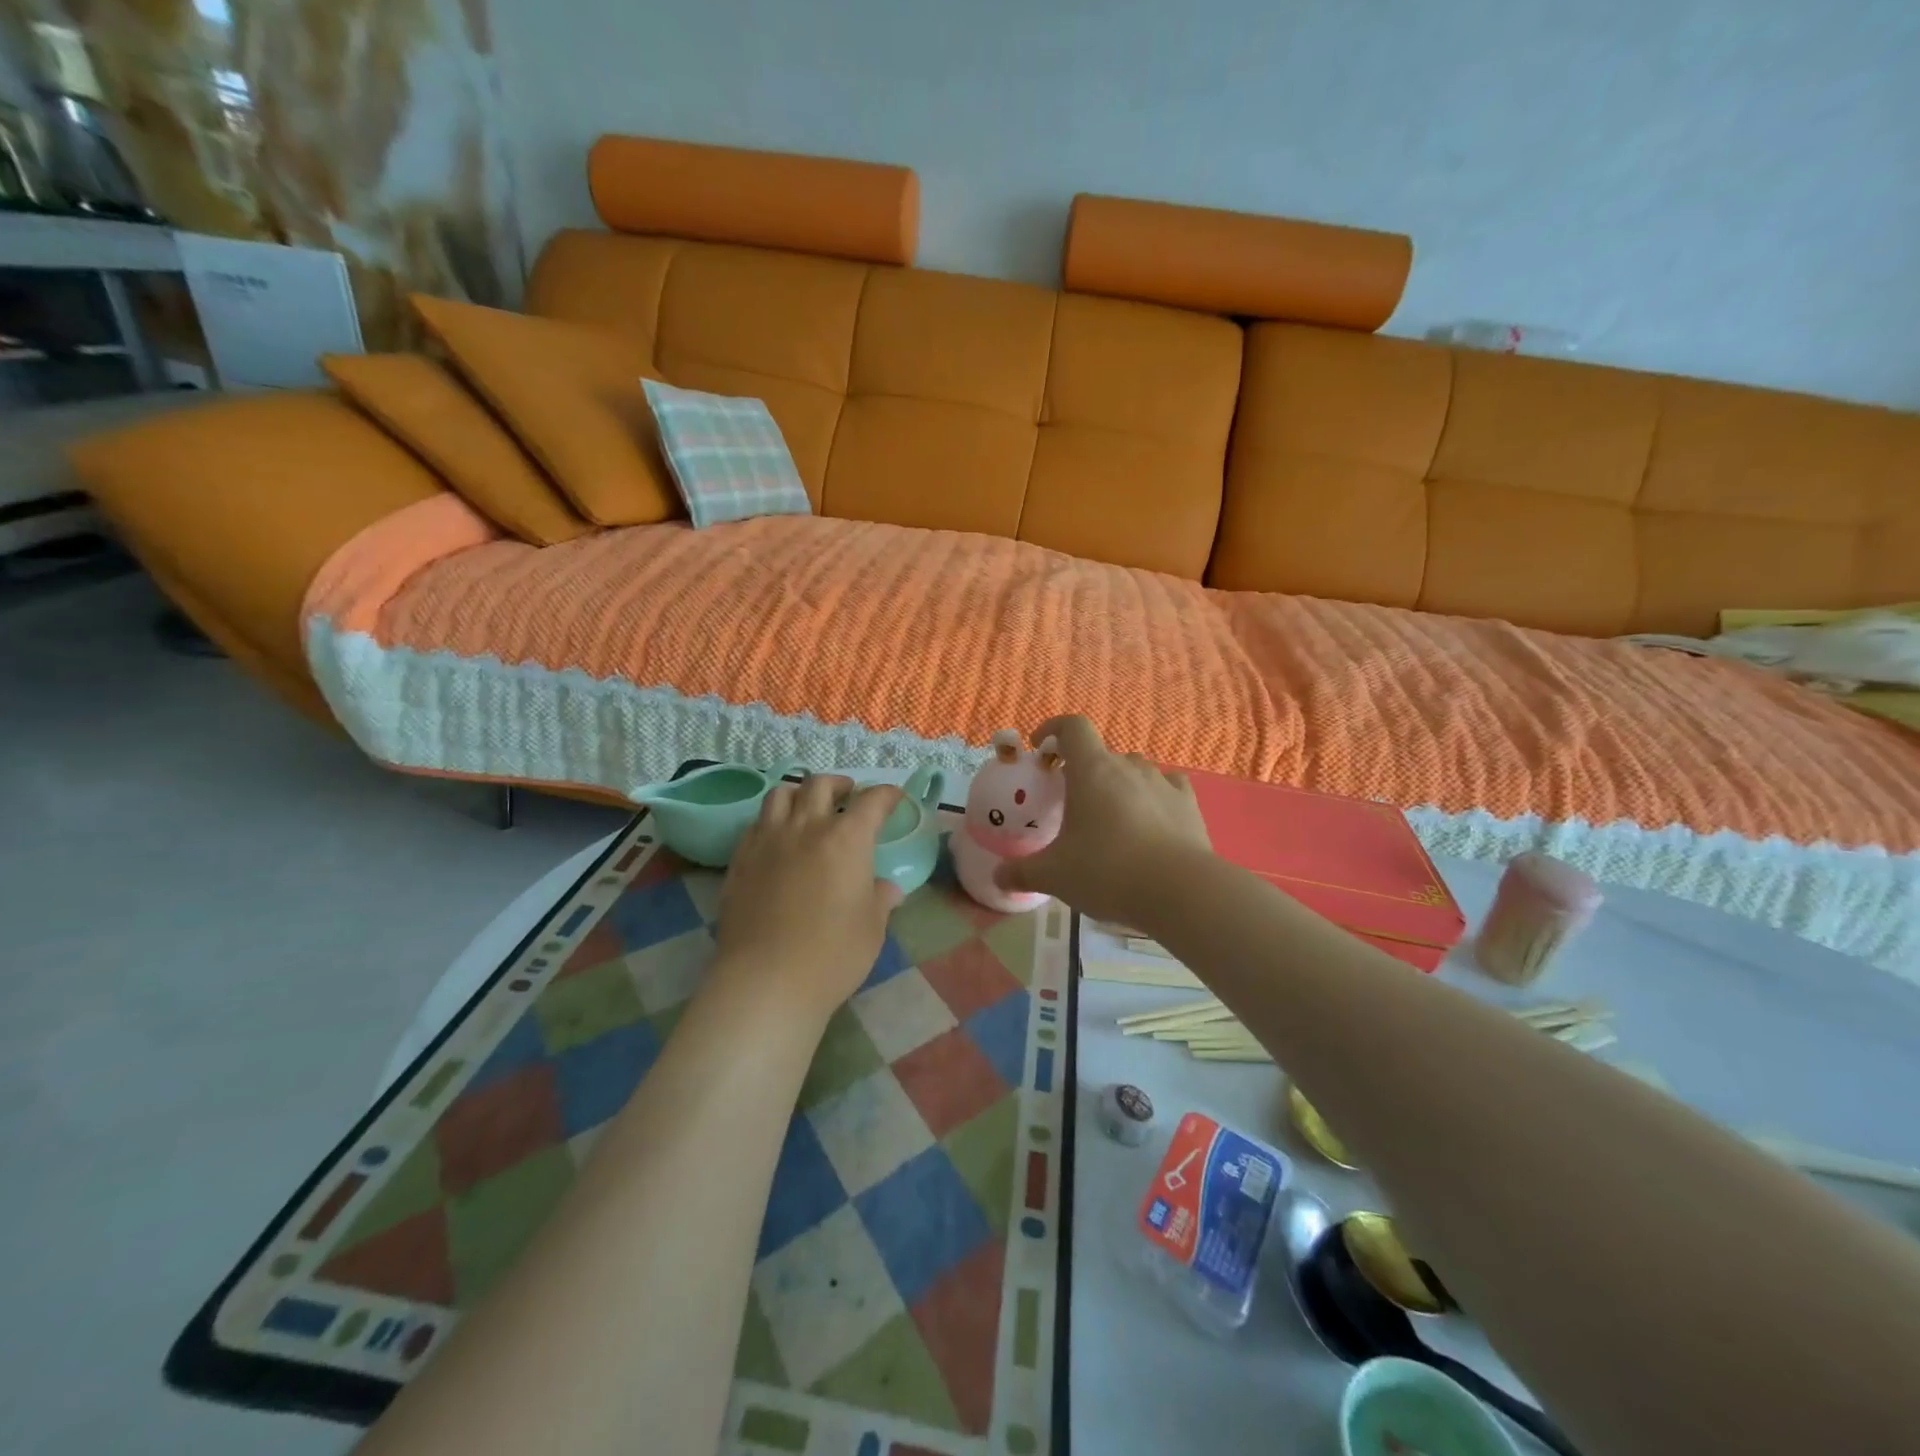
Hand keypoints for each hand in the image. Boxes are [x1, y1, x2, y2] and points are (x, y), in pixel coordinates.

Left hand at [710, 775, 905, 1022]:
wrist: (766, 982)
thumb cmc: (832, 954)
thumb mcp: (872, 928)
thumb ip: (881, 899)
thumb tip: (887, 888)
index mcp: (847, 839)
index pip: (872, 801)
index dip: (886, 795)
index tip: (894, 798)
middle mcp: (806, 827)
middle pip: (820, 785)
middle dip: (840, 784)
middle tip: (849, 795)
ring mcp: (768, 841)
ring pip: (781, 794)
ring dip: (800, 793)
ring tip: (809, 807)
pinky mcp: (740, 860)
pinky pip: (757, 823)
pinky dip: (773, 820)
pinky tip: (779, 838)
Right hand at [994, 716, 1210, 922]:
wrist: (1181, 891)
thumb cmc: (1108, 871)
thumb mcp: (1055, 875)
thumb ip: (1023, 872)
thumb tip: (999, 877)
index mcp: (1092, 770)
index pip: (1072, 727)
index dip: (1053, 729)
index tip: (1040, 749)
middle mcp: (1128, 767)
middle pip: (1101, 754)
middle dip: (1083, 770)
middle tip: (1070, 802)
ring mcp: (1163, 782)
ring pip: (1134, 770)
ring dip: (1118, 784)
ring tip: (1110, 817)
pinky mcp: (1189, 804)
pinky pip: (1167, 787)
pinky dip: (1153, 796)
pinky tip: (1150, 820)